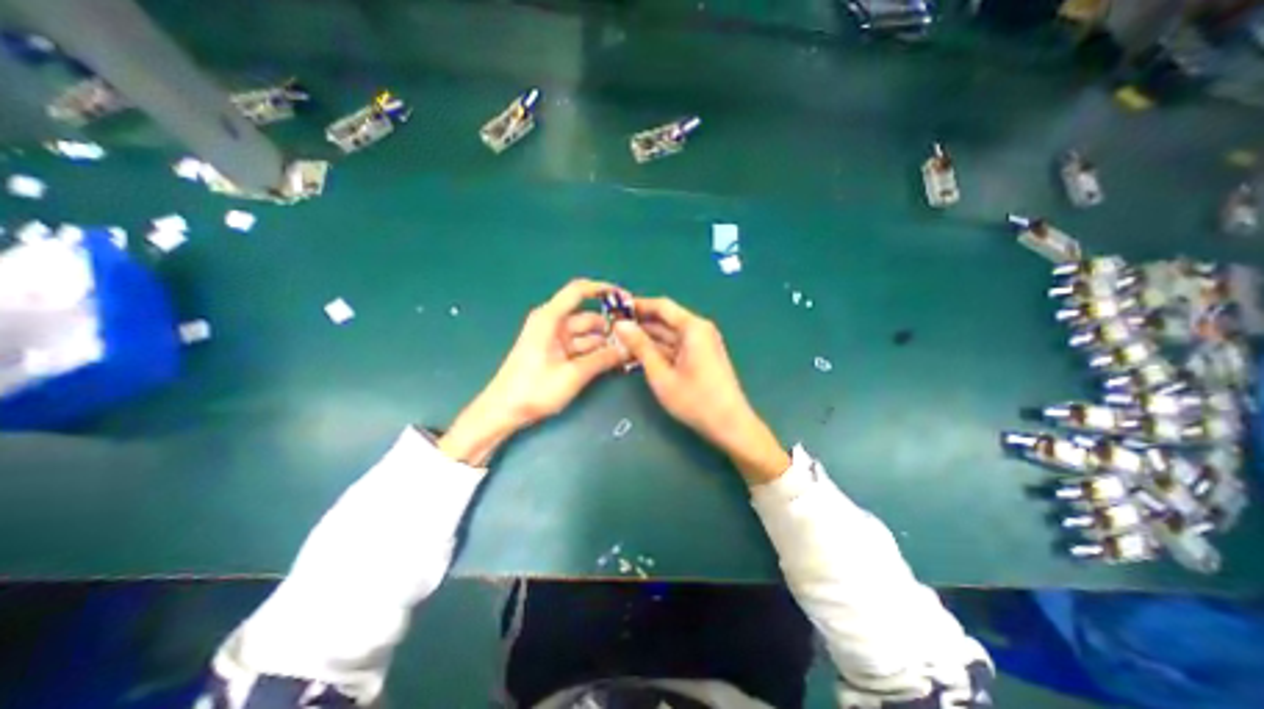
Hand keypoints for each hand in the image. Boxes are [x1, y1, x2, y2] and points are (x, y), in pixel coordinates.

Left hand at [442, 277, 626, 464]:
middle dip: (612, 327)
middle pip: (589, 318)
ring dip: (606, 343)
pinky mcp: (556, 353)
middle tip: (636, 339)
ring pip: (588, 335)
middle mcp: (553, 323)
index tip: (626, 299)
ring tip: (630, 353)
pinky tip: (614, 361)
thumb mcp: (573, 374)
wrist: (503, 411)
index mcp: (550, 318)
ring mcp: (555, 339)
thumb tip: (630, 347)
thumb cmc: (534, 389)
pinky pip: (582, 347)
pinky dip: (597, 353)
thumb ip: (604, 359)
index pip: (579, 291)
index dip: (603, 290)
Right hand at [612, 297, 786, 483]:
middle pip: (665, 319)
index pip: (661, 306)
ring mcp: (701, 343)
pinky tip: (639, 354)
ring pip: (669, 334)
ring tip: (620, 341)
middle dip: (640, 324)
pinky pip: (676, 346)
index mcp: (693, 327)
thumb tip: (621, 325)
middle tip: (612, 329)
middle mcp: (699, 329)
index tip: (614, 309)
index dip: (637, 306)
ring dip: (647, 338)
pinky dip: (659, 349)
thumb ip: (640, 347)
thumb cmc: (694, 400)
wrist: (729, 424)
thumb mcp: (661, 374)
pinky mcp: (701, 356)